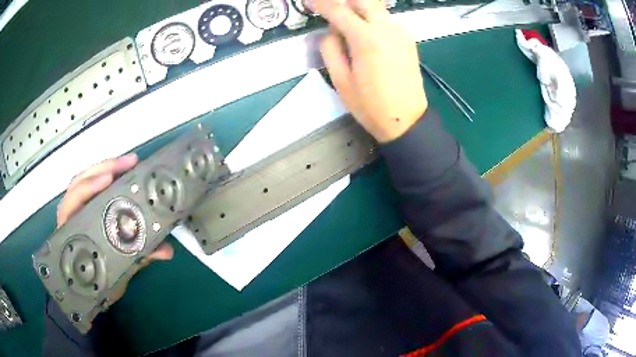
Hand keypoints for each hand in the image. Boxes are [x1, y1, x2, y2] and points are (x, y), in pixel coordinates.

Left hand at [57, 154, 173, 301]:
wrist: (89, 293)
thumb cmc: (97, 285)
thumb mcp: (115, 275)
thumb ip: (135, 258)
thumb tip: (166, 250)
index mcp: (70, 231)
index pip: (74, 200)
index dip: (89, 187)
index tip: (109, 180)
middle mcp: (70, 216)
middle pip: (81, 180)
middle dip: (103, 168)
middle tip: (131, 163)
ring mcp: (76, 211)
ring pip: (86, 180)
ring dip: (106, 168)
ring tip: (128, 163)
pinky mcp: (84, 211)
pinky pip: (93, 189)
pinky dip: (106, 179)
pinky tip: (121, 176)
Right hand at [316, 0, 427, 142]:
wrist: (407, 120)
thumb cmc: (370, 106)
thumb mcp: (340, 80)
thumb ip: (330, 49)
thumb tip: (330, 31)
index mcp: (366, 39)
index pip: (338, 10)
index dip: (321, 3)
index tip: (309, 1)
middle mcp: (386, 28)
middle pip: (363, 0)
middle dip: (344, 1)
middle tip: (332, 11)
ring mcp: (400, 32)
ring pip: (376, 7)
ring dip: (359, 10)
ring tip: (347, 26)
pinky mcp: (408, 39)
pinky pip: (386, 19)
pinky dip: (373, 20)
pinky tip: (367, 35)